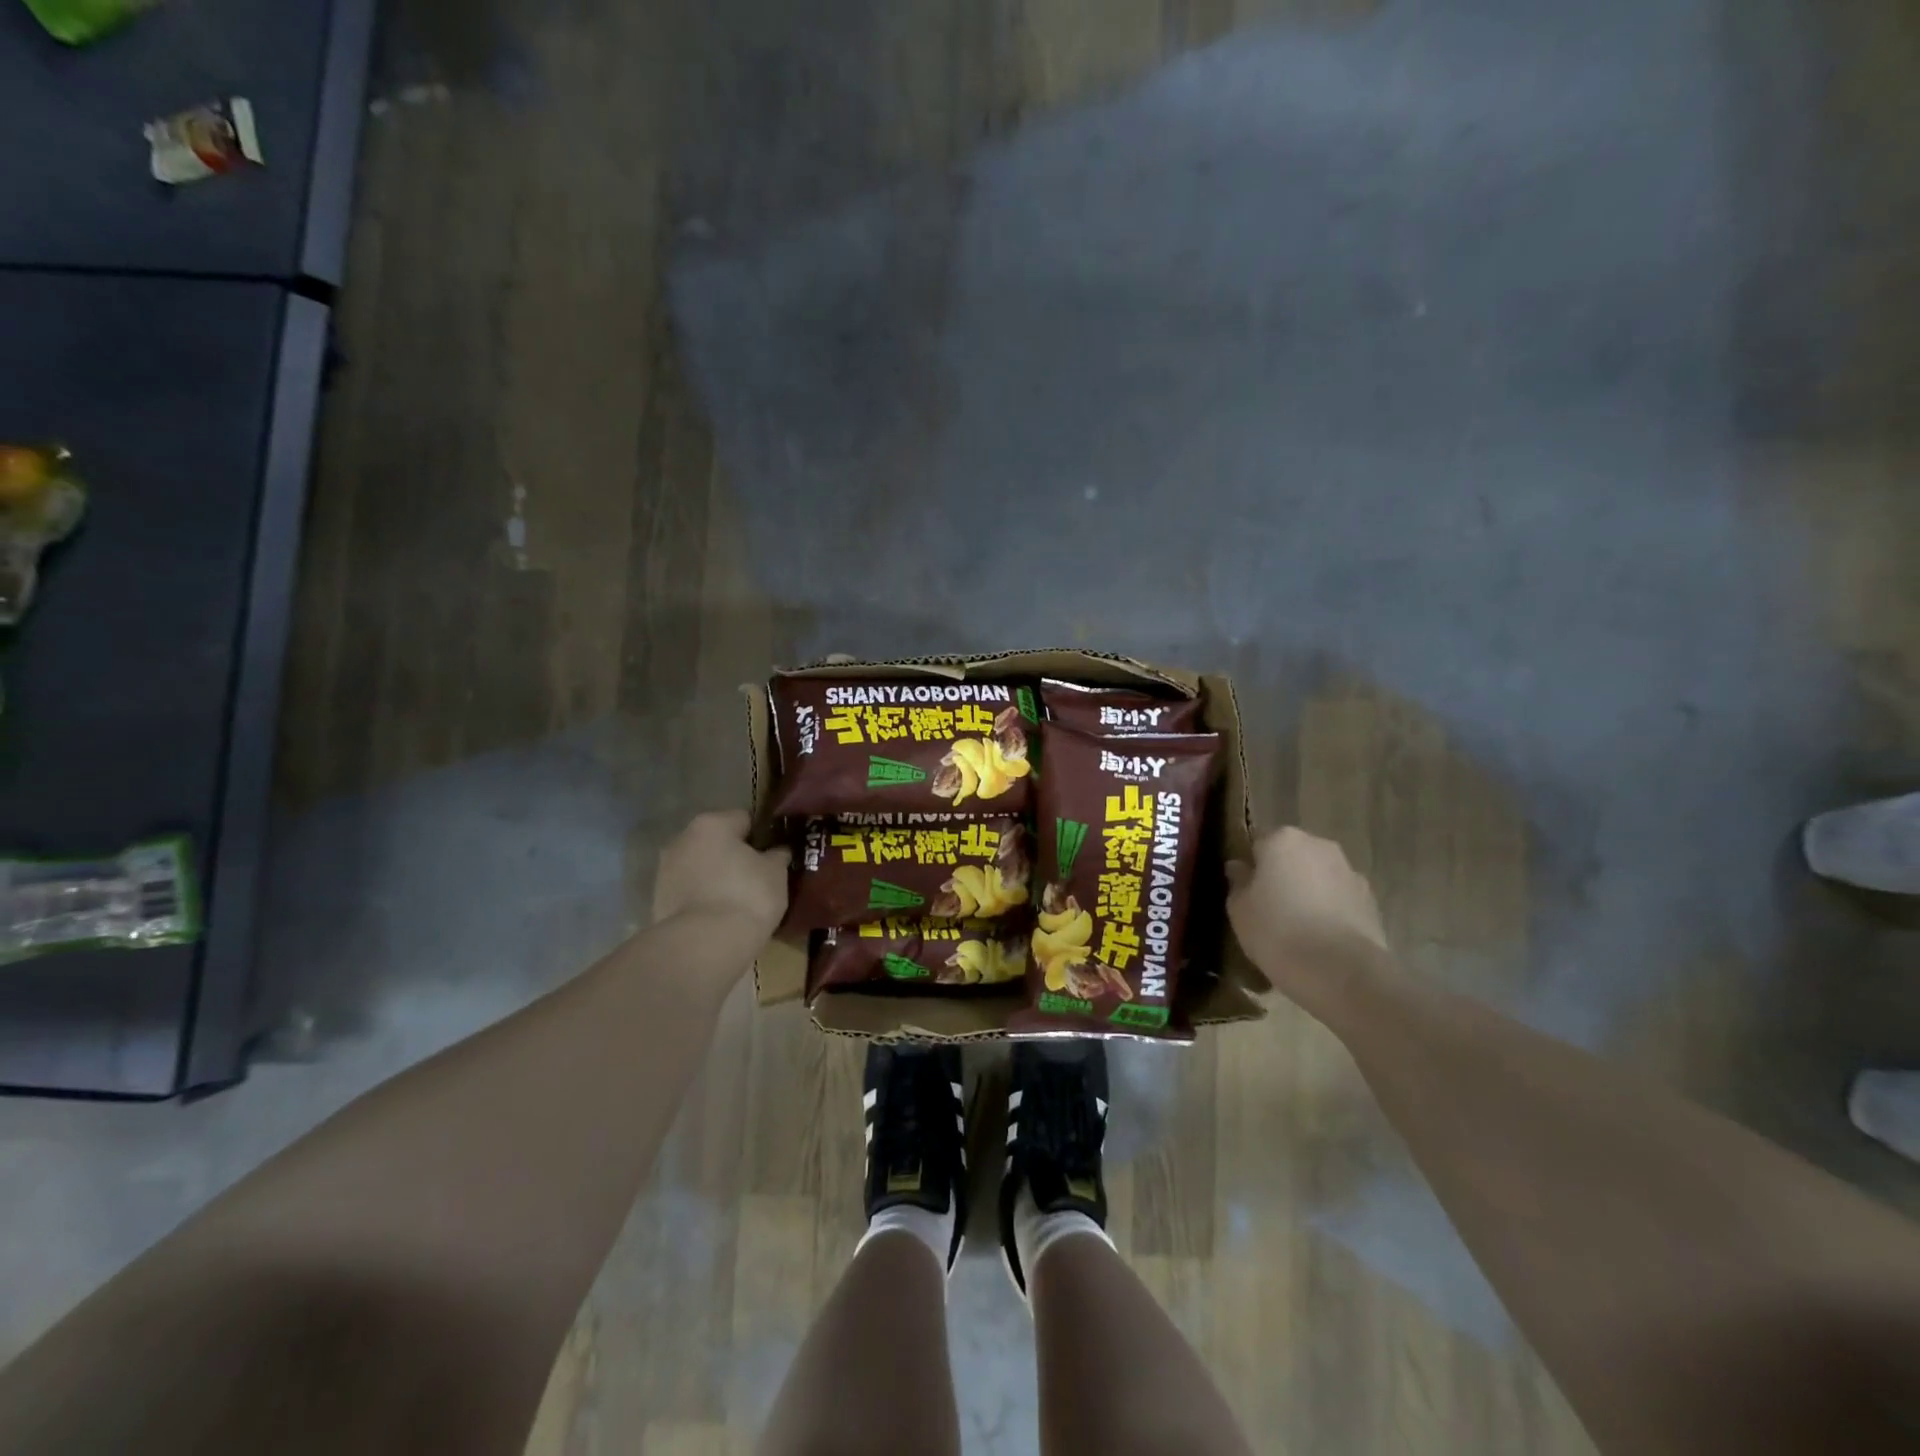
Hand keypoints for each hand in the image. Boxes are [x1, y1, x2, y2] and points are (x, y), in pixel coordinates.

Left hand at [653, 811, 788, 938]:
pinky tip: (720, 916)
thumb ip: (777, 855)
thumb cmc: (746, 896)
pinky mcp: (657, 900)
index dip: (763, 836)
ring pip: (701, 867)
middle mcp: (682, 839)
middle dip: (735, 856)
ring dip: (717, 877)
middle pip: (717, 842)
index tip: (774, 856)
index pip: (744, 819)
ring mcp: (665, 870)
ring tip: (739, 901)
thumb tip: (777, 851)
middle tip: (758, 878)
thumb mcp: (776, 872)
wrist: (703, 945)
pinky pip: (690, 891)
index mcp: (712, 823)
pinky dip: (703, 898)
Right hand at [1227, 828, 1387, 995]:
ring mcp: (1349, 871)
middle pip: (1292, 856)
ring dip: (1309, 892)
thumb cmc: (1277, 932)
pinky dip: (1331, 910)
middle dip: (1283, 876)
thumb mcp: (1239, 910)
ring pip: (1319, 876)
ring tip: (1298, 928)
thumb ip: (1238, 883)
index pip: (1258, 844)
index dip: (1251, 868)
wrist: (1341, 972)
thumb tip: (1240, 868)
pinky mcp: (1371, 900)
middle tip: (1270, 909)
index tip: (1247, 893)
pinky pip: (1340, 898)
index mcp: (1282, 840)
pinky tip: (1322, 939)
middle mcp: (1319, 845)